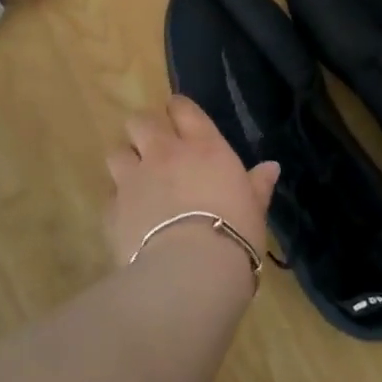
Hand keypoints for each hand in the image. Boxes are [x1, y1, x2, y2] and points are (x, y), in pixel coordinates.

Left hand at [104, 95, 279, 273]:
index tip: (179, 118)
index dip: (178, 110)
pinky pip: (110, 194)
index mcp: (203, 147)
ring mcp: (134, 179)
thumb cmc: (234, 234)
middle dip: (144, 130)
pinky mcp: (113, 209)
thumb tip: (271, 167)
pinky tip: (129, 216)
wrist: (190, 272)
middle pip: (141, 121)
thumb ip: (258, 185)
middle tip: (154, 148)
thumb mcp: (255, 209)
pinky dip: (118, 200)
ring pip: (117, 152)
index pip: (183, 108)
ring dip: (126, 161)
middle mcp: (165, 153)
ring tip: (136, 179)